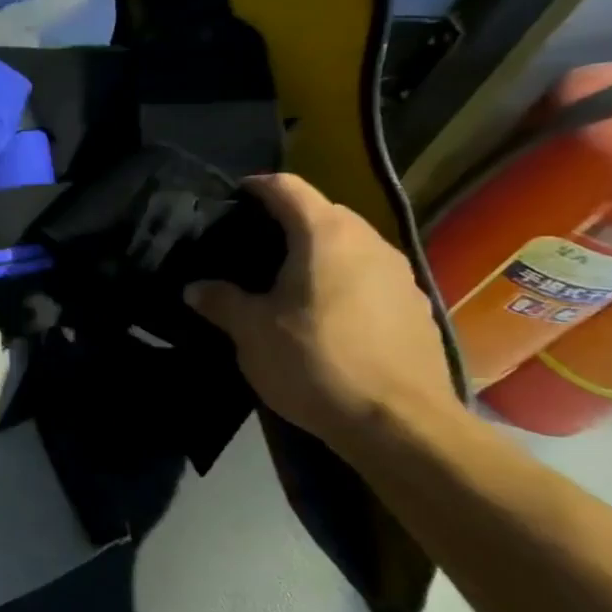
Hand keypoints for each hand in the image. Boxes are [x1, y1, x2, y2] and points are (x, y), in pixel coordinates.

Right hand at [185, 174, 458, 448]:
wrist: (399, 425)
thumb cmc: (314, 362)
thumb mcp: (250, 332)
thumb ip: (221, 301)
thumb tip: (195, 288)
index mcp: (324, 235)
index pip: (287, 187)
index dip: (257, 187)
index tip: (233, 198)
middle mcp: (369, 242)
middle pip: (323, 212)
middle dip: (289, 220)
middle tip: (255, 244)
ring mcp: (401, 274)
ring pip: (351, 245)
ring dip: (320, 252)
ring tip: (289, 280)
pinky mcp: (417, 307)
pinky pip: (372, 276)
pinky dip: (346, 280)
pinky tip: (328, 314)